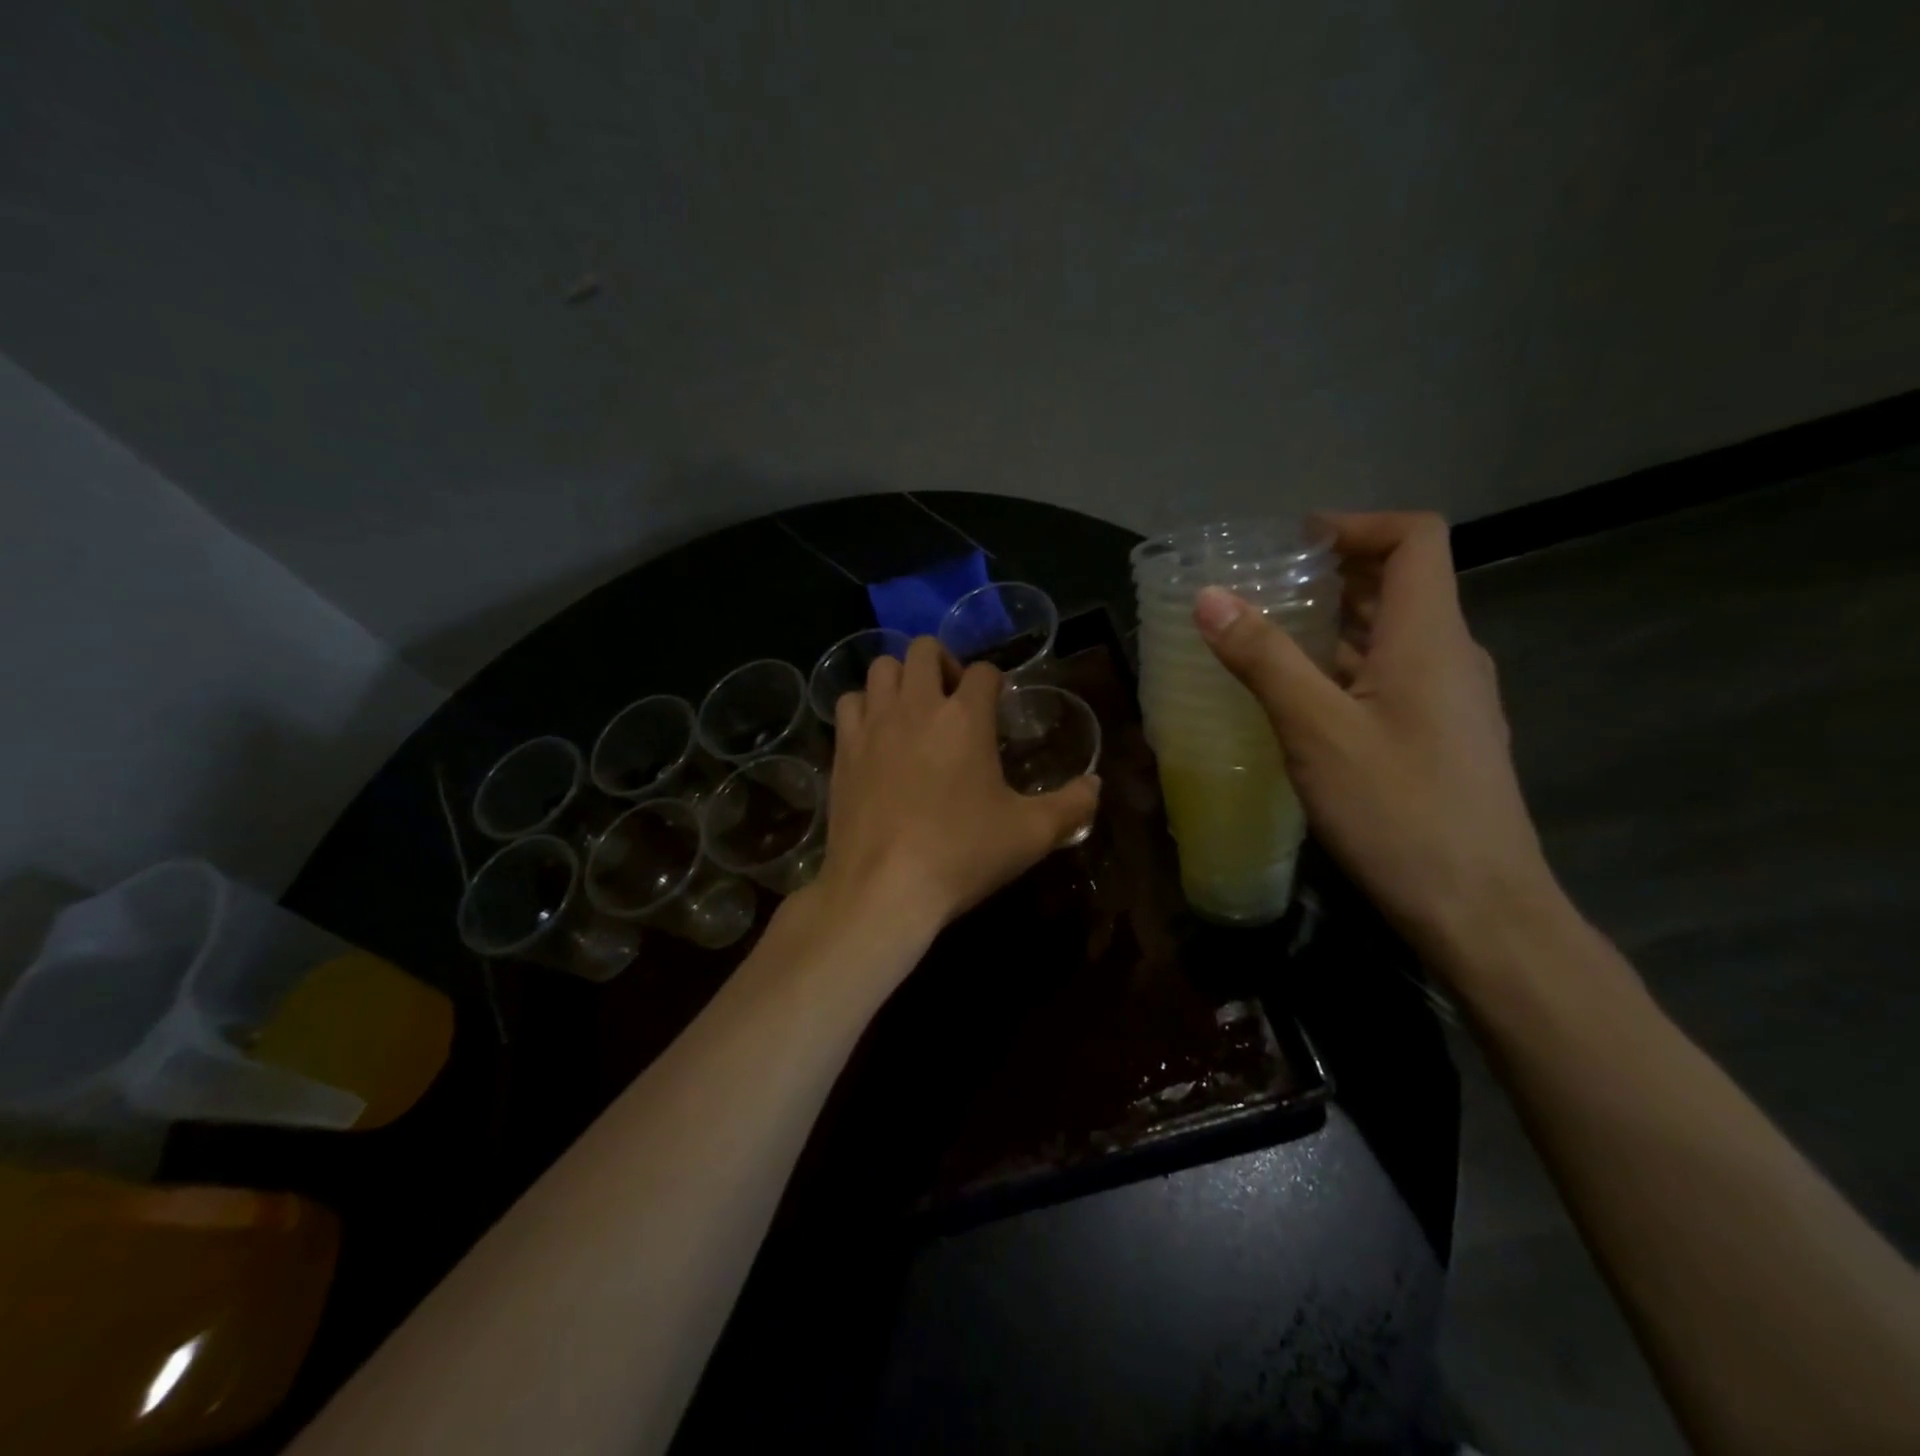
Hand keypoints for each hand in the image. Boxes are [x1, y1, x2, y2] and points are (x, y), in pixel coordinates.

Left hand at [808, 637, 1099, 933]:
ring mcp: (873, 724)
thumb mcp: (1031, 834)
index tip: (997, 708)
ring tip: (913, 710)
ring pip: (882, 668)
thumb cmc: (962, 854)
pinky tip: (877, 734)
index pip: (984, 672)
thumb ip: (1071, 805)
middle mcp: (917, 706)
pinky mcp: (843, 748)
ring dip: (901, 678)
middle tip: (954, 699)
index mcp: (965, 717)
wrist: (884, 888)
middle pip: (925, 649)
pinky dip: (865, 706)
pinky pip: (849, 702)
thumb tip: (1095, 784)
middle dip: (944, 663)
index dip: (995, 683)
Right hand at [1193, 512, 1557, 955]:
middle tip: (1261, 589)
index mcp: (1430, 636)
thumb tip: (1209, 596)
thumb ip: (1263, 659)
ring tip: (1268, 637)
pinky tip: (1301, 700)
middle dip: (1333, 573)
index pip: (1415, 538)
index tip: (1291, 545)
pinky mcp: (1442, 737)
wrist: (1479, 909)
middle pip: (1401, 582)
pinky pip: (1393, 675)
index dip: (1355, 525)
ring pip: (1394, 634)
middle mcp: (1450, 655)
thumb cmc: (1398, 811)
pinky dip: (1347, 666)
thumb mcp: (1316, 730)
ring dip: (1336, 622)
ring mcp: (1451, 699)